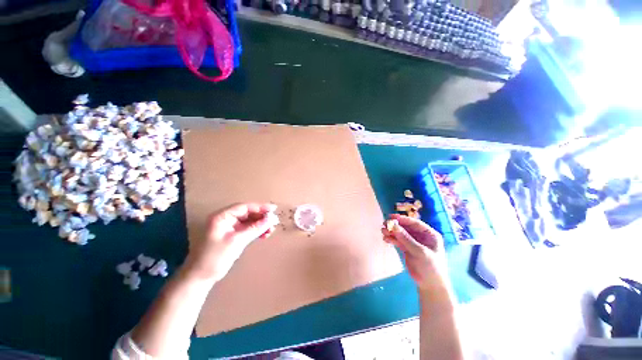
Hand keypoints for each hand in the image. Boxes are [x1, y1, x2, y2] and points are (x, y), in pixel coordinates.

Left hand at [184, 203, 279, 282]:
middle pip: (248, 213)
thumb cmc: (216, 257)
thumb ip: (255, 228)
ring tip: (271, 230)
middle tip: (274, 221)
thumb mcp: (237, 241)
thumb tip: (271, 219)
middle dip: (261, 217)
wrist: (201, 277)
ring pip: (249, 221)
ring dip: (260, 224)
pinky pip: (247, 229)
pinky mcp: (232, 235)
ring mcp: (229, 227)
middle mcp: (225, 219)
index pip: (244, 207)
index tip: (273, 209)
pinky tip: (265, 234)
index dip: (260, 207)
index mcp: (222, 217)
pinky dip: (256, 231)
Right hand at [381, 214, 451, 294]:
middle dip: (395, 226)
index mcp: (429, 235)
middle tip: (384, 224)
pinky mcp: (407, 249)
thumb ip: (406, 239)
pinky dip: (392, 239)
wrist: (430, 286)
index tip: (391, 217)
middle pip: (406, 227)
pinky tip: (386, 239)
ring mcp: (413, 243)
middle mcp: (421, 237)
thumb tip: (393, 225)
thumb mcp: (420, 252)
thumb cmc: (430, 268)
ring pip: (400, 234)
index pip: (415, 223)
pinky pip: (398, 241)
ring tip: (383, 232)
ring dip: (392, 232)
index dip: (403, 219)